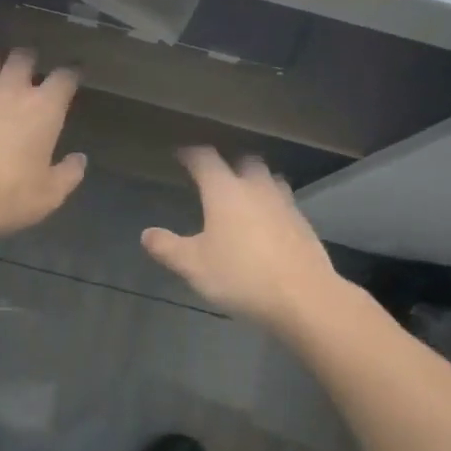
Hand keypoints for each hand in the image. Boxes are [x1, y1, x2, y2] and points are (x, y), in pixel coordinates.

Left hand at [0, 51, 85, 244]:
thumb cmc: (3, 196)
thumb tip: (79, 159)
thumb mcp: (47, 196)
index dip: (71, 76)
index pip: (65, 77)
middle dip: (29, 62)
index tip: (72, 80)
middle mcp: (11, 88)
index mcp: (43, 108)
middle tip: (30, 77)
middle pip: (23, 57)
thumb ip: (68, 174)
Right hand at [142, 148, 339, 332]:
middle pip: (245, 161)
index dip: (191, 153)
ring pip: (269, 179)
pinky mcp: (303, 224)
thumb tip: (146, 234)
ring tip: (243, 194)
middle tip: (215, 175)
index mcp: (225, 191)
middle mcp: (256, 188)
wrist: (303, 297)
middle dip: (229, 163)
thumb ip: (168, 248)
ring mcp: (285, 204)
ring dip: (255, 181)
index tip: (181, 154)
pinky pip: (284, 203)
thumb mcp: (194, 266)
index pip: (205, 159)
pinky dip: (272, 205)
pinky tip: (266, 224)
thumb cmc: (240, 275)